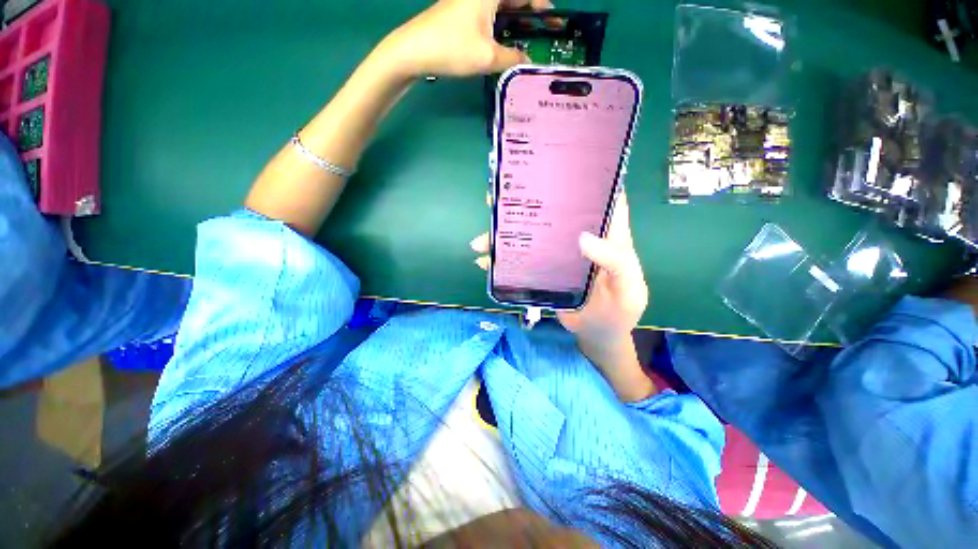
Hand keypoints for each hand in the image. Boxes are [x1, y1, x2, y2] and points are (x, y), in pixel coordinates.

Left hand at [376, 0, 552, 78]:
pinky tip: (503, 45)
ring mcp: (468, 3)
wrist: (413, 50)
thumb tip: (527, 62)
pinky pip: (487, 18)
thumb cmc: (452, 48)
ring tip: (526, 43)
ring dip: (514, 24)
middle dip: (529, 14)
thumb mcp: (487, 56)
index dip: (541, 5)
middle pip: (512, 0)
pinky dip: (499, 29)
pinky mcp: (460, 15)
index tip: (553, 19)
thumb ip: (512, 58)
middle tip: (543, 34)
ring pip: (499, 10)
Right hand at [471, 194, 653, 400]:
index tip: (553, 163)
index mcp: (604, 233)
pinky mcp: (543, 269)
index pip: (594, 195)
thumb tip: (582, 237)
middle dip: (526, 201)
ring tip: (482, 237)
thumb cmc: (620, 311)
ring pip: (530, 234)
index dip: (578, 176)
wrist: (599, 335)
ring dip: (505, 233)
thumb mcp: (629, 289)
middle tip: (499, 196)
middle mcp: (577, 236)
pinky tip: (484, 261)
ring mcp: (556, 253)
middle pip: (551, 212)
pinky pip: (520, 259)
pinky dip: (501, 260)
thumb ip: (616, 262)